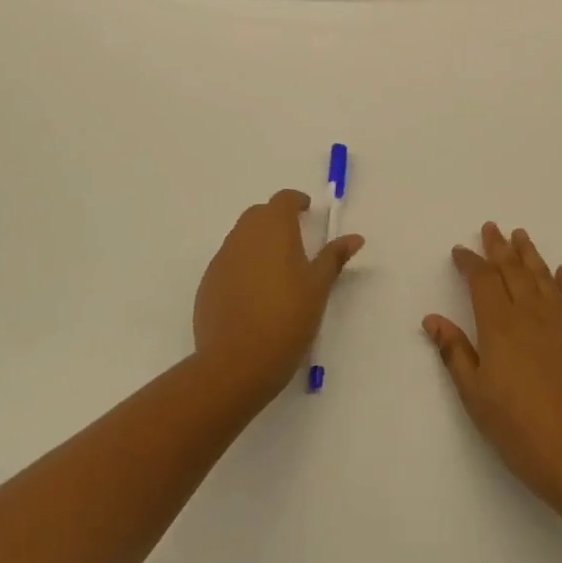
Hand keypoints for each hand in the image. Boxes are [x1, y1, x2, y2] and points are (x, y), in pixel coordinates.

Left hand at [193, 190, 364, 402]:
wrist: (236, 363)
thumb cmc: (287, 318)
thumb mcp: (318, 287)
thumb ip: (333, 257)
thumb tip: (354, 237)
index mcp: (273, 228)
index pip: (283, 200)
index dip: (296, 202)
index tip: (307, 212)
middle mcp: (243, 236)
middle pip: (259, 215)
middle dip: (276, 221)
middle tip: (296, 242)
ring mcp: (221, 260)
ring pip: (241, 240)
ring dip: (258, 245)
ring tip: (276, 273)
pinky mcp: (207, 284)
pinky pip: (228, 265)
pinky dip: (242, 269)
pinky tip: (254, 297)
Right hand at [423, 223, 561, 509]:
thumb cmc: (519, 428)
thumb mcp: (475, 395)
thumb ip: (455, 353)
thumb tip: (432, 319)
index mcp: (499, 326)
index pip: (482, 281)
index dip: (470, 262)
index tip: (460, 250)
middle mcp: (530, 315)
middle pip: (512, 270)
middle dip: (499, 247)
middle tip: (491, 227)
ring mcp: (560, 325)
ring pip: (542, 278)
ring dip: (530, 255)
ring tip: (521, 236)